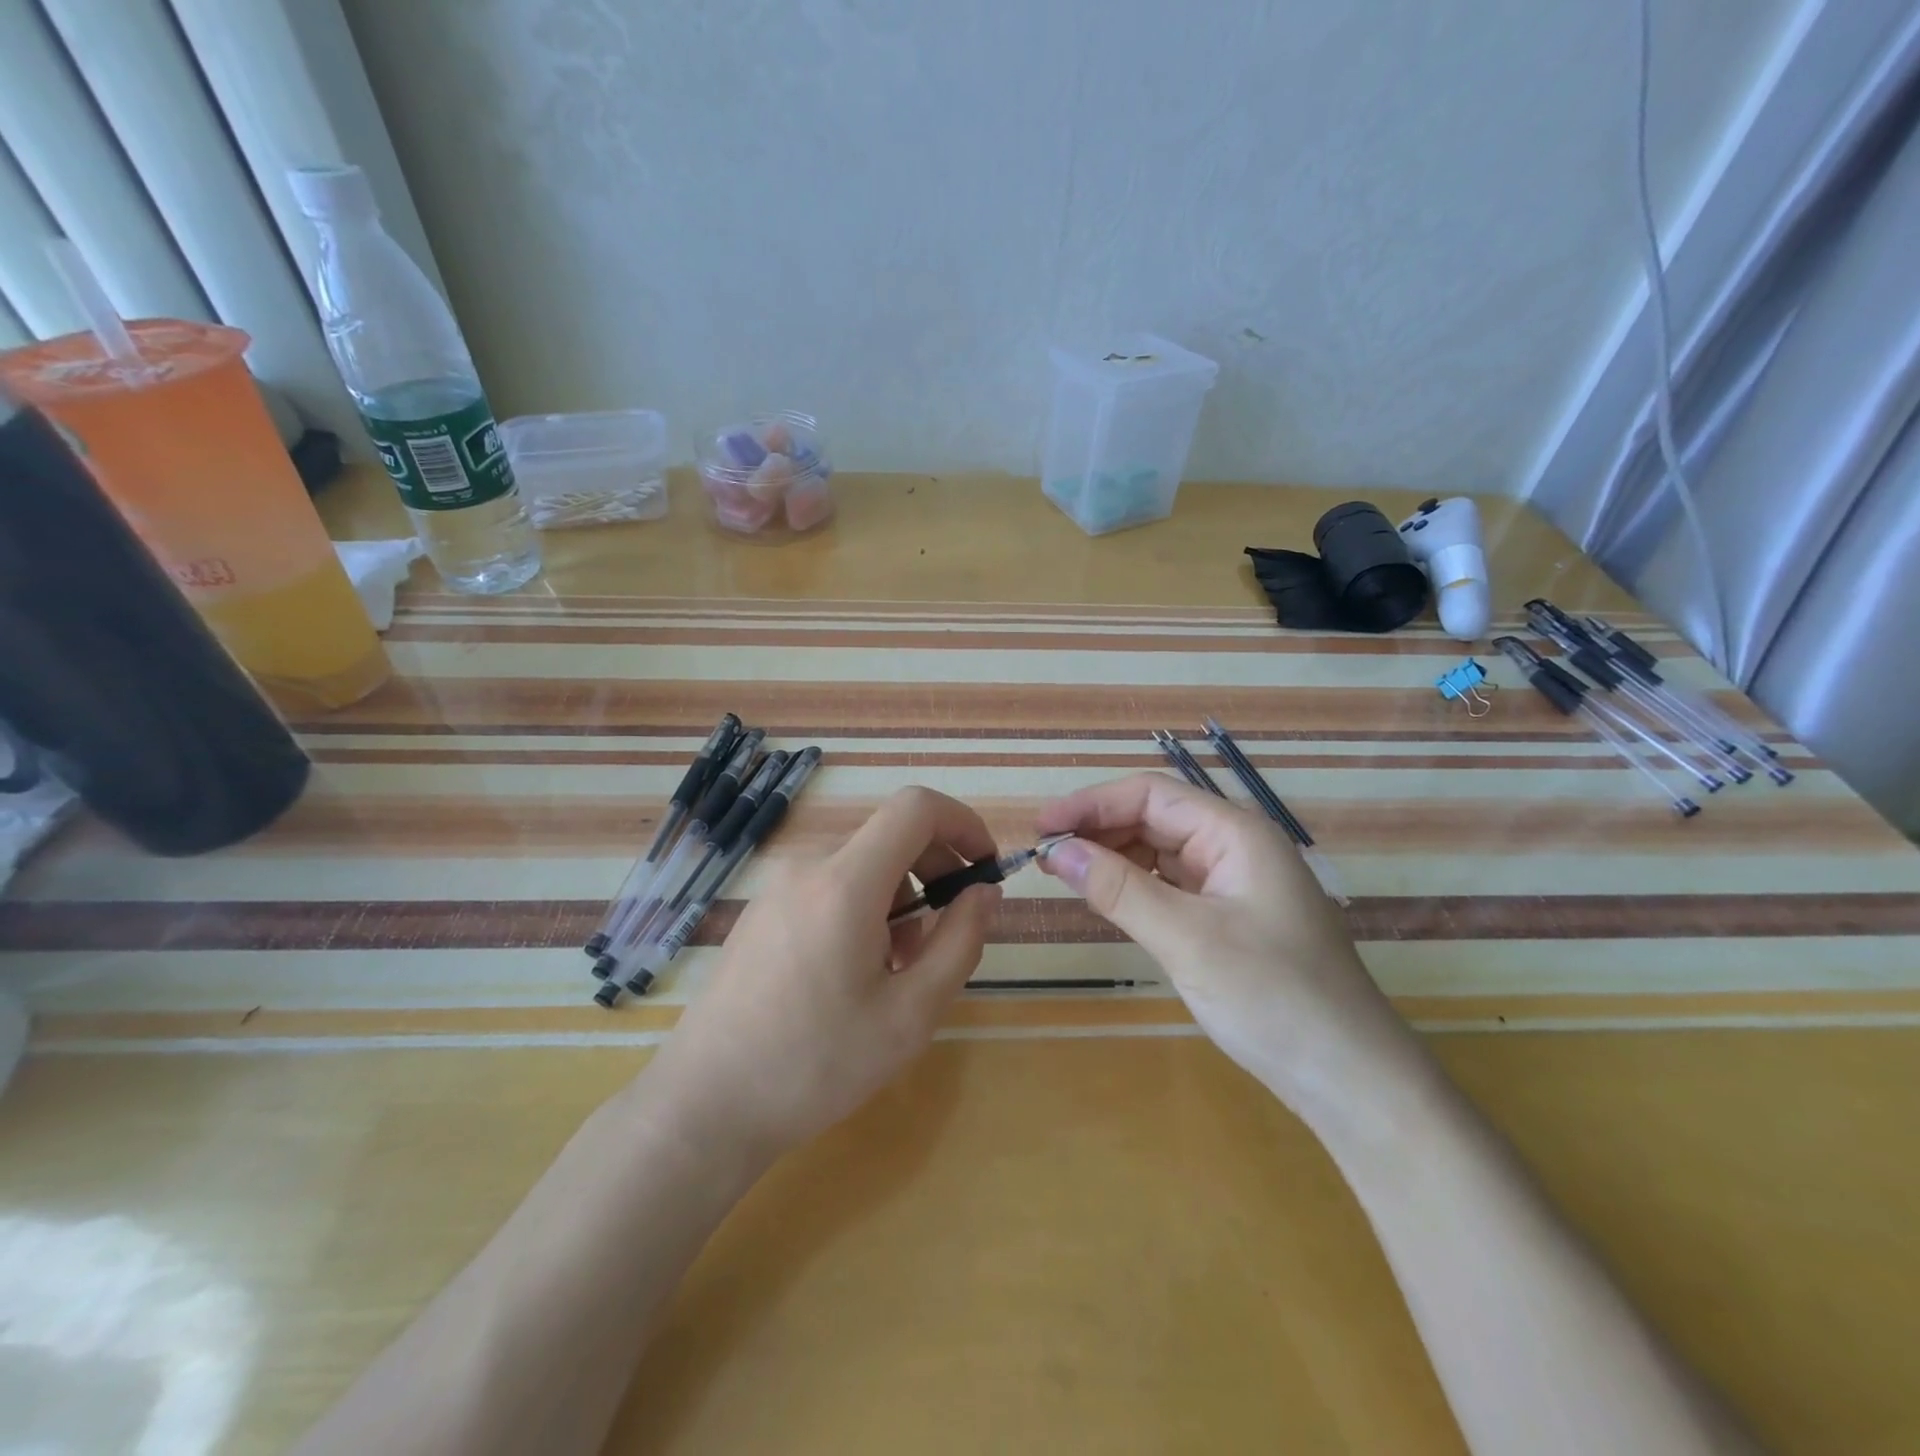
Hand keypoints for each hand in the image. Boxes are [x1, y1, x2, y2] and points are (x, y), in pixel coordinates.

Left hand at [646, 786, 1000, 1160]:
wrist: (705, 1104)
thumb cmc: (815, 1064)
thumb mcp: (910, 1014)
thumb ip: (960, 942)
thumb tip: (984, 892)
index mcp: (845, 882)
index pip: (916, 807)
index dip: (963, 823)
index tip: (984, 868)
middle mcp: (808, 867)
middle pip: (890, 837)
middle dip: (934, 874)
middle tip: (943, 940)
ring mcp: (778, 886)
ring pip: (862, 866)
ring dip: (899, 901)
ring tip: (894, 972)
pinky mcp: (762, 909)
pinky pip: (829, 886)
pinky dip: (863, 910)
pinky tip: (853, 974)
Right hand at [1036, 773, 1422, 1114]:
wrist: (1351, 1080)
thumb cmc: (1274, 998)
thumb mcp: (1188, 940)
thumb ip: (1118, 889)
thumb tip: (1055, 850)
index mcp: (1235, 833)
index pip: (1149, 795)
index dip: (1090, 804)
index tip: (1040, 828)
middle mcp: (1234, 846)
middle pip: (1153, 817)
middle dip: (1098, 830)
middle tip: (1044, 857)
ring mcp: (1234, 883)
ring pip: (1159, 851)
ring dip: (1112, 857)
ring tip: (1065, 875)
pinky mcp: (1229, 917)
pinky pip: (1170, 885)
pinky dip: (1133, 886)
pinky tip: (1106, 899)